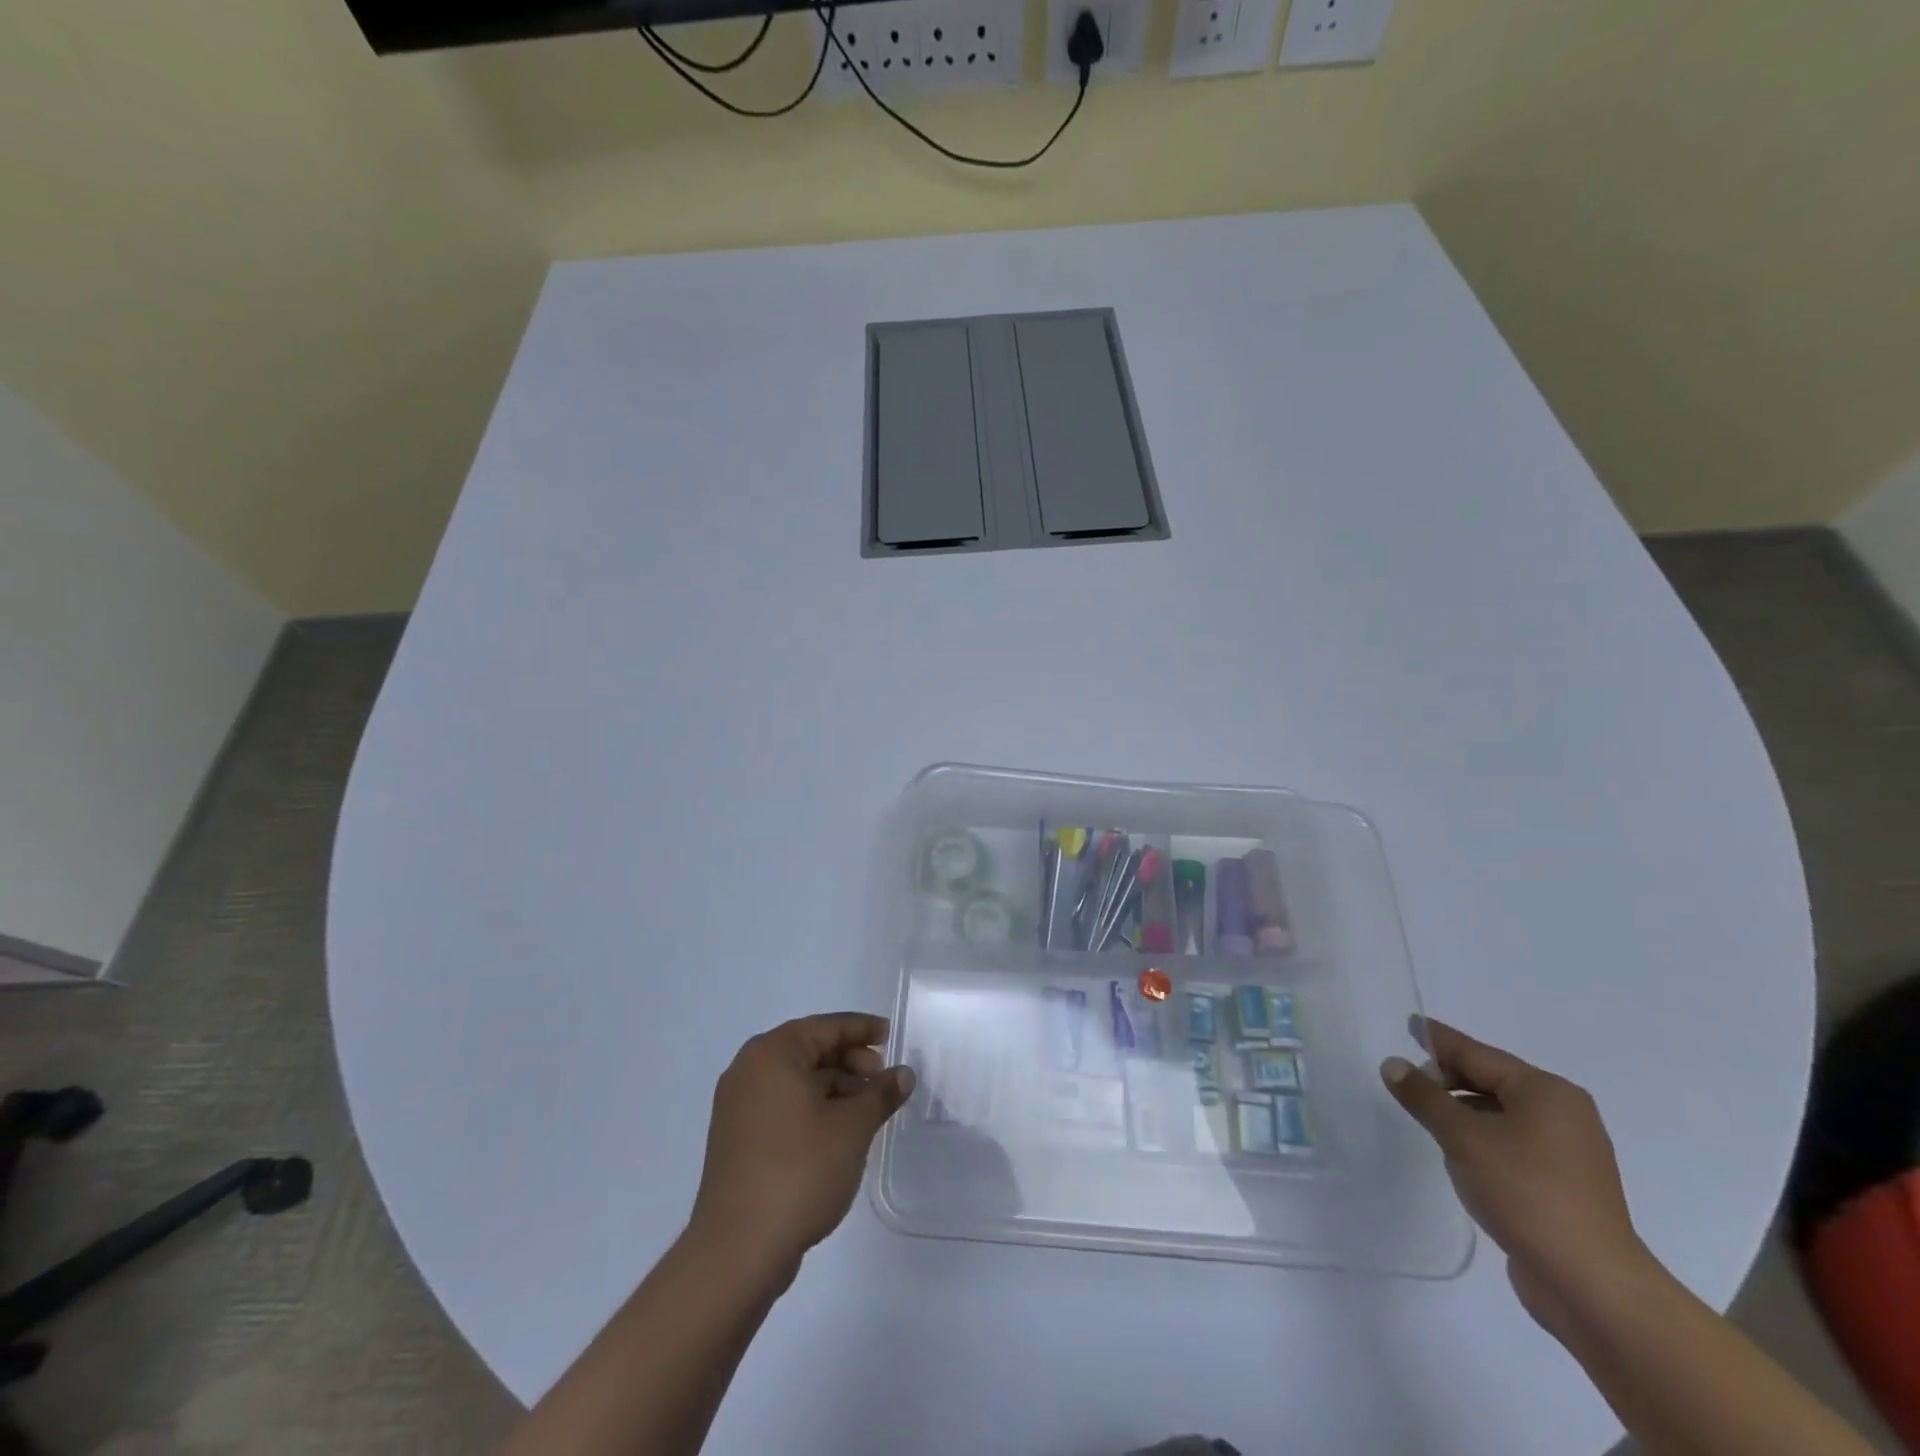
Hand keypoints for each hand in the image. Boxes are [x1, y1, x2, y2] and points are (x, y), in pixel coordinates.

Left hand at [689, 1012, 914, 1279]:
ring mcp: (738, 1106)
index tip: (890, 1035)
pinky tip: (839, 1131)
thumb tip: (903, 1074)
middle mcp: (749, 1070)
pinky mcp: (737, 1139)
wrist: (738, 1250)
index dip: (861, 1029)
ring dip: (834, 1087)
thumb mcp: (852, 1128)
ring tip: (867, 1109)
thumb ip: (880, 1094)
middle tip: (882, 1079)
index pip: (825, 1027)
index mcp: (772, 1054)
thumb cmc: (799, 1171)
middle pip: (809, 1050)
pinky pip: (782, 1105)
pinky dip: (812, 1108)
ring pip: (796, 1080)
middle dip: (849, 1060)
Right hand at [1382, 1020, 1651, 1329]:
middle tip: (1408, 1076)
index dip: (1440, 1040)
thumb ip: (1424, 1097)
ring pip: (1503, 1113)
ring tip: (1427, 1112)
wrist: (1590, 1284)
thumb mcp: (1462, 1137)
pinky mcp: (1565, 1184)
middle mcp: (1564, 1113)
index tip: (1411, 1024)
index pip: (1479, 1054)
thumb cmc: (1526, 1193)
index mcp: (1546, 1092)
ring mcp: (1570, 1151)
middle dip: (1450, 1076)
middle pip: (1493, 1080)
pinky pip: (1514, 1141)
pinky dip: (1483, 1136)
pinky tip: (1459, 1150)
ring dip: (1464, 1109)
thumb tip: (1393, 1064)